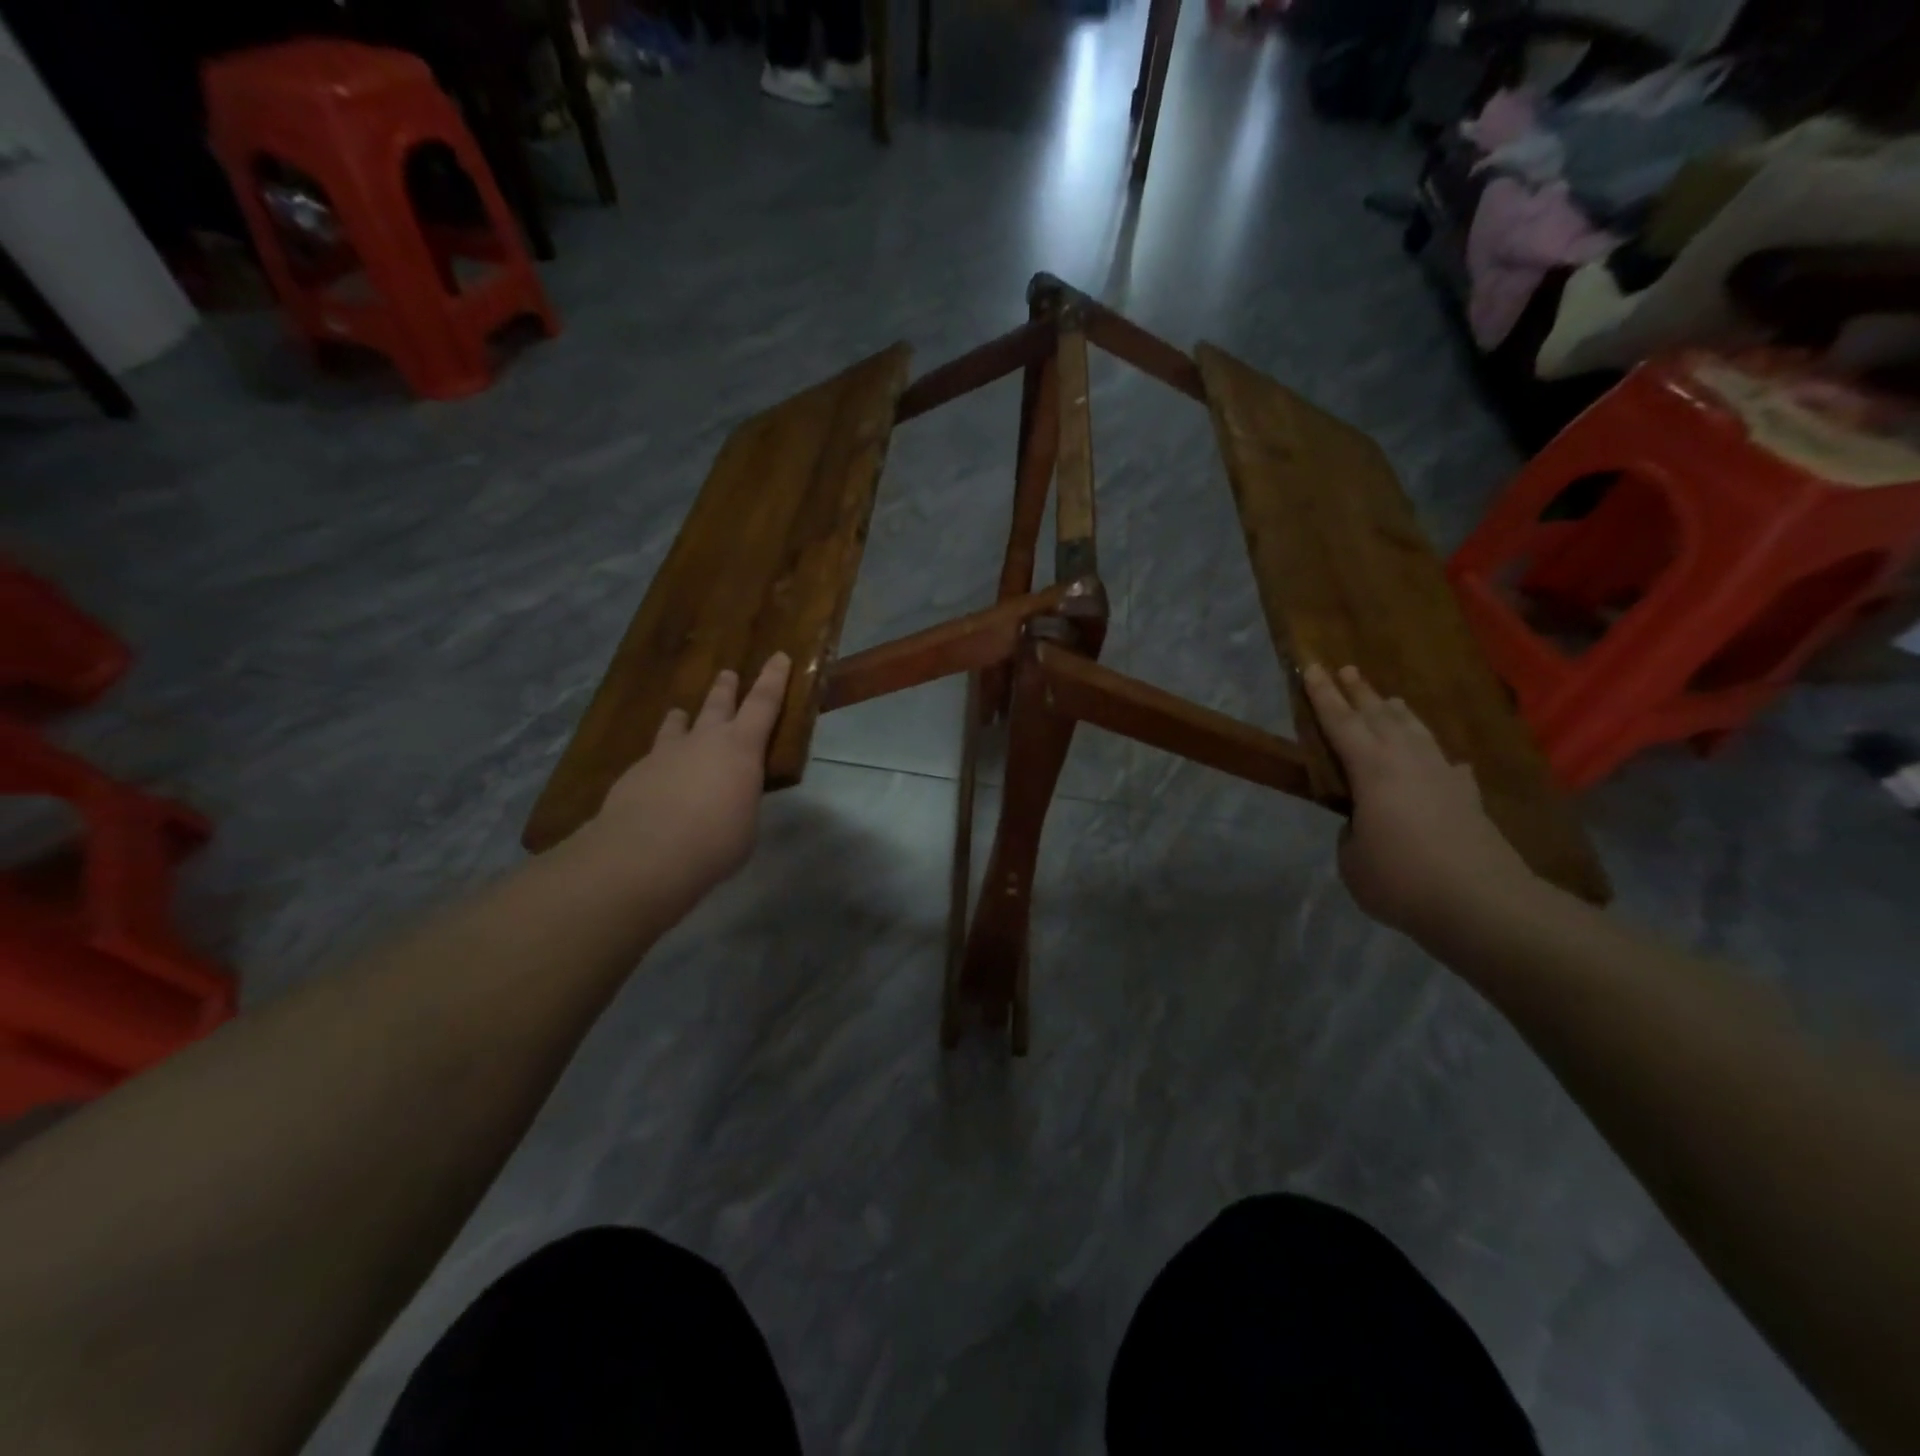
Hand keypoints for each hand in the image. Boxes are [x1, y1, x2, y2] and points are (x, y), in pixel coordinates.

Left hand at [586, 654, 792, 910]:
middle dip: (725, 688)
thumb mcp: (745, 823)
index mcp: (741, 749)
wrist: (645, 853)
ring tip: (680, 714)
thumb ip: (740, 801)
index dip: (774, 679)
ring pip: (677, 725)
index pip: (764, 703)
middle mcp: (704, 740)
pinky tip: (656, 775)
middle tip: (727, 674)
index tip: (779, 656)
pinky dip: (660, 760)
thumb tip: (730, 799)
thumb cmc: (715, 842)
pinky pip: (653, 757)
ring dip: (683, 718)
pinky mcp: (636, 772)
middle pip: (718, 704)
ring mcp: (665, 753)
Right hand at [1301, 663, 1539, 945]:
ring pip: (1417, 732)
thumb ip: (1352, 835)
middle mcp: (1408, 762)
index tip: (1311, 666)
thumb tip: (1365, 825)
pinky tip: (1447, 762)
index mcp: (1372, 770)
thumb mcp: (1352, 861)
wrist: (1483, 903)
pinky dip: (1440, 758)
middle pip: (1380, 717)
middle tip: (1346, 668)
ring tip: (1389, 699)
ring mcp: (1444, 777)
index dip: (1322, 695)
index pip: (1340, 723)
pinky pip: (1449, 766)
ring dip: (1398, 714)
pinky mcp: (1469, 799)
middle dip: (1359, 692)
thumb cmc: (1401, 879)